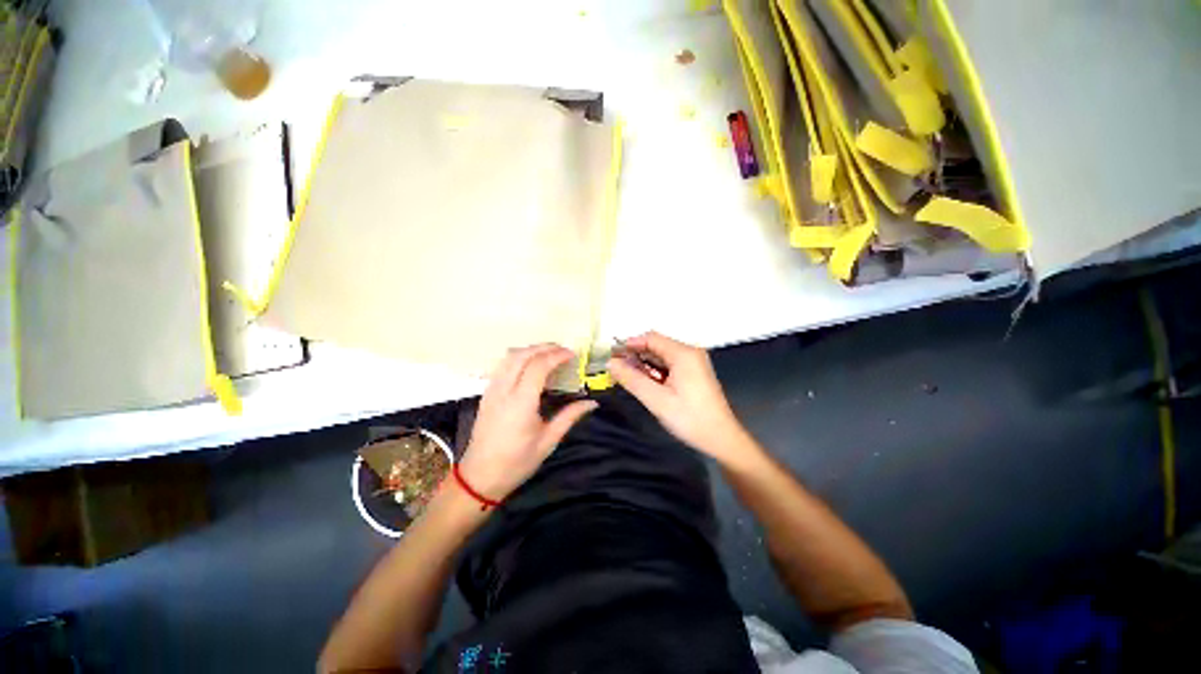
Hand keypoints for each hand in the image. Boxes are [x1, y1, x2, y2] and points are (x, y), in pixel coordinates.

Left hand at [458, 344, 597, 500]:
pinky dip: (518, 357)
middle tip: (563, 350)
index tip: (572, 354)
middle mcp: (504, 390)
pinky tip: (529, 365)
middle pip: (522, 355)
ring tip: (548, 353)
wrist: (479, 477)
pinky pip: (502, 365)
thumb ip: (570, 417)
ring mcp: (492, 390)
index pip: (538, 366)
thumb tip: (592, 402)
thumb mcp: (548, 442)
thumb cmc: (517, 462)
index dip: (556, 355)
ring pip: (509, 357)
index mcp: (521, 403)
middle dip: (544, 347)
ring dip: (530, 350)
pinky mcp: (486, 393)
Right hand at [608, 332, 754, 464]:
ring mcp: (694, 363)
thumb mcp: (656, 399)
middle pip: (656, 346)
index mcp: (684, 354)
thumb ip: (632, 379)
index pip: (651, 338)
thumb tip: (611, 364)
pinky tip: (646, 383)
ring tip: (627, 377)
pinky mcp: (694, 373)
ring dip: (644, 365)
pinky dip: (655, 372)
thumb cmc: (691, 419)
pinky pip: (670, 366)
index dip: (629, 344)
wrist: (721, 439)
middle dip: (635, 355)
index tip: (612, 355)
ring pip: (662, 356)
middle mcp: (690, 353)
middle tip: (617, 369)